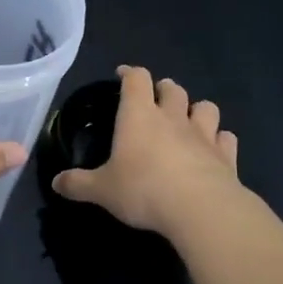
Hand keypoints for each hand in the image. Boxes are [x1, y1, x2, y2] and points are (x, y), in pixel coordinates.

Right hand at [51, 65, 241, 236]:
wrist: (201, 210)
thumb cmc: (143, 190)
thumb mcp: (102, 190)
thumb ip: (78, 184)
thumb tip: (55, 183)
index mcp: (138, 116)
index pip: (136, 79)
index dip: (129, 73)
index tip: (121, 75)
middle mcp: (172, 118)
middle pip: (172, 88)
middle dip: (163, 89)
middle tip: (154, 100)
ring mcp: (203, 135)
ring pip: (205, 107)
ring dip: (196, 109)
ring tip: (188, 120)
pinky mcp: (226, 156)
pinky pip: (226, 138)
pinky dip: (220, 139)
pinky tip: (214, 149)